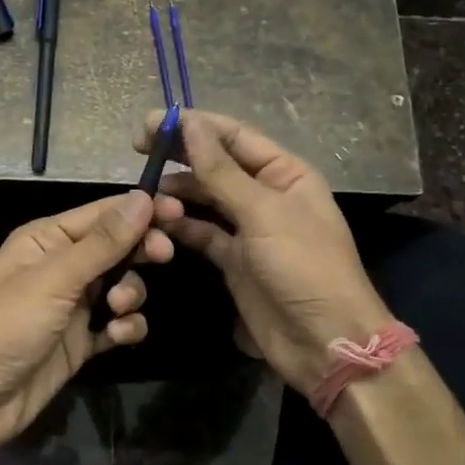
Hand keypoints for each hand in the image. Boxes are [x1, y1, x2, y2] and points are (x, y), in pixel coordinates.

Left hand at [0, 190, 182, 464]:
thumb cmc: (7, 325)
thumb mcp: (55, 278)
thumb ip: (103, 242)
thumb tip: (143, 197)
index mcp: (47, 238)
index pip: (103, 213)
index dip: (141, 210)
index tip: (180, 212)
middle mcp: (62, 266)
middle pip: (117, 247)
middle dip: (140, 252)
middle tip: (162, 257)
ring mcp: (72, 305)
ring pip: (122, 285)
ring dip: (130, 293)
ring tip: (118, 309)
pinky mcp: (81, 341)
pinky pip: (117, 324)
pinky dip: (124, 327)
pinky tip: (117, 336)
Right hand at [136, 109, 389, 396]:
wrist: (324, 342)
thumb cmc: (304, 266)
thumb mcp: (263, 213)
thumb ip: (221, 171)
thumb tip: (189, 123)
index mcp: (285, 173)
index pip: (234, 136)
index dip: (195, 126)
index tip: (152, 124)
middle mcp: (266, 194)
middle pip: (217, 165)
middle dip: (181, 158)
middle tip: (140, 152)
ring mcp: (249, 229)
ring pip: (205, 199)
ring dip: (178, 195)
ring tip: (148, 197)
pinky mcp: (234, 259)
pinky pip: (201, 233)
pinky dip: (180, 226)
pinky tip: (157, 223)